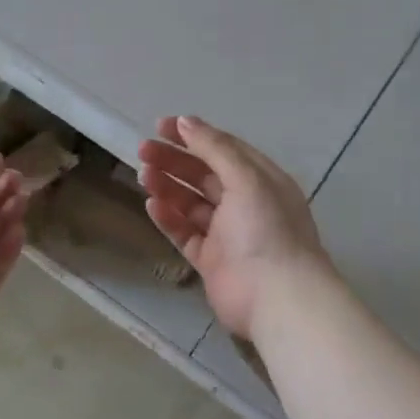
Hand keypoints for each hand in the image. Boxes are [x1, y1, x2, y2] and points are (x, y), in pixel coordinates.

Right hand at [138, 115, 332, 340]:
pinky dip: (169, 218)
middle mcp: (245, 204)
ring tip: (143, 175)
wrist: (276, 298)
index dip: (194, 136)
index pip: (224, 150)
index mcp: (262, 180)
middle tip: (143, 150)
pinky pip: (185, 233)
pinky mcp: (211, 260)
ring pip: (192, 203)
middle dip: (174, 160)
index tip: (161, 126)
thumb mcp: (246, 178)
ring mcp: (227, 234)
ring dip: (168, 186)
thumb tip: (186, 121)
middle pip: (204, 175)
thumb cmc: (266, 229)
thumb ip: (215, 148)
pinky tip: (151, 204)